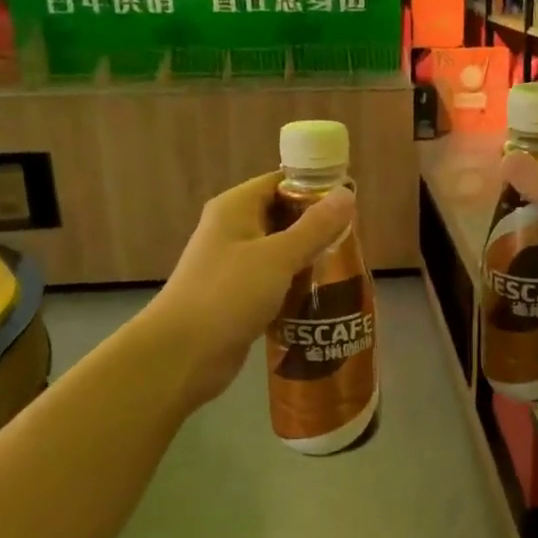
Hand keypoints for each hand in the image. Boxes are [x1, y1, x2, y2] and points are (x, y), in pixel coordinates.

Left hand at [142, 171, 356, 409]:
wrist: (183, 355)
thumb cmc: (228, 295)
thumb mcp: (279, 257)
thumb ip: (315, 227)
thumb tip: (347, 193)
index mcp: (235, 208)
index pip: (280, 182)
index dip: (314, 188)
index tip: (351, 203)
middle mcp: (233, 230)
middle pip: (282, 215)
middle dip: (317, 226)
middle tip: (354, 239)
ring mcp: (233, 264)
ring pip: (280, 251)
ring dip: (309, 258)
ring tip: (346, 267)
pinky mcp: (238, 296)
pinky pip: (274, 280)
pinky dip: (295, 285)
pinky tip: (322, 296)